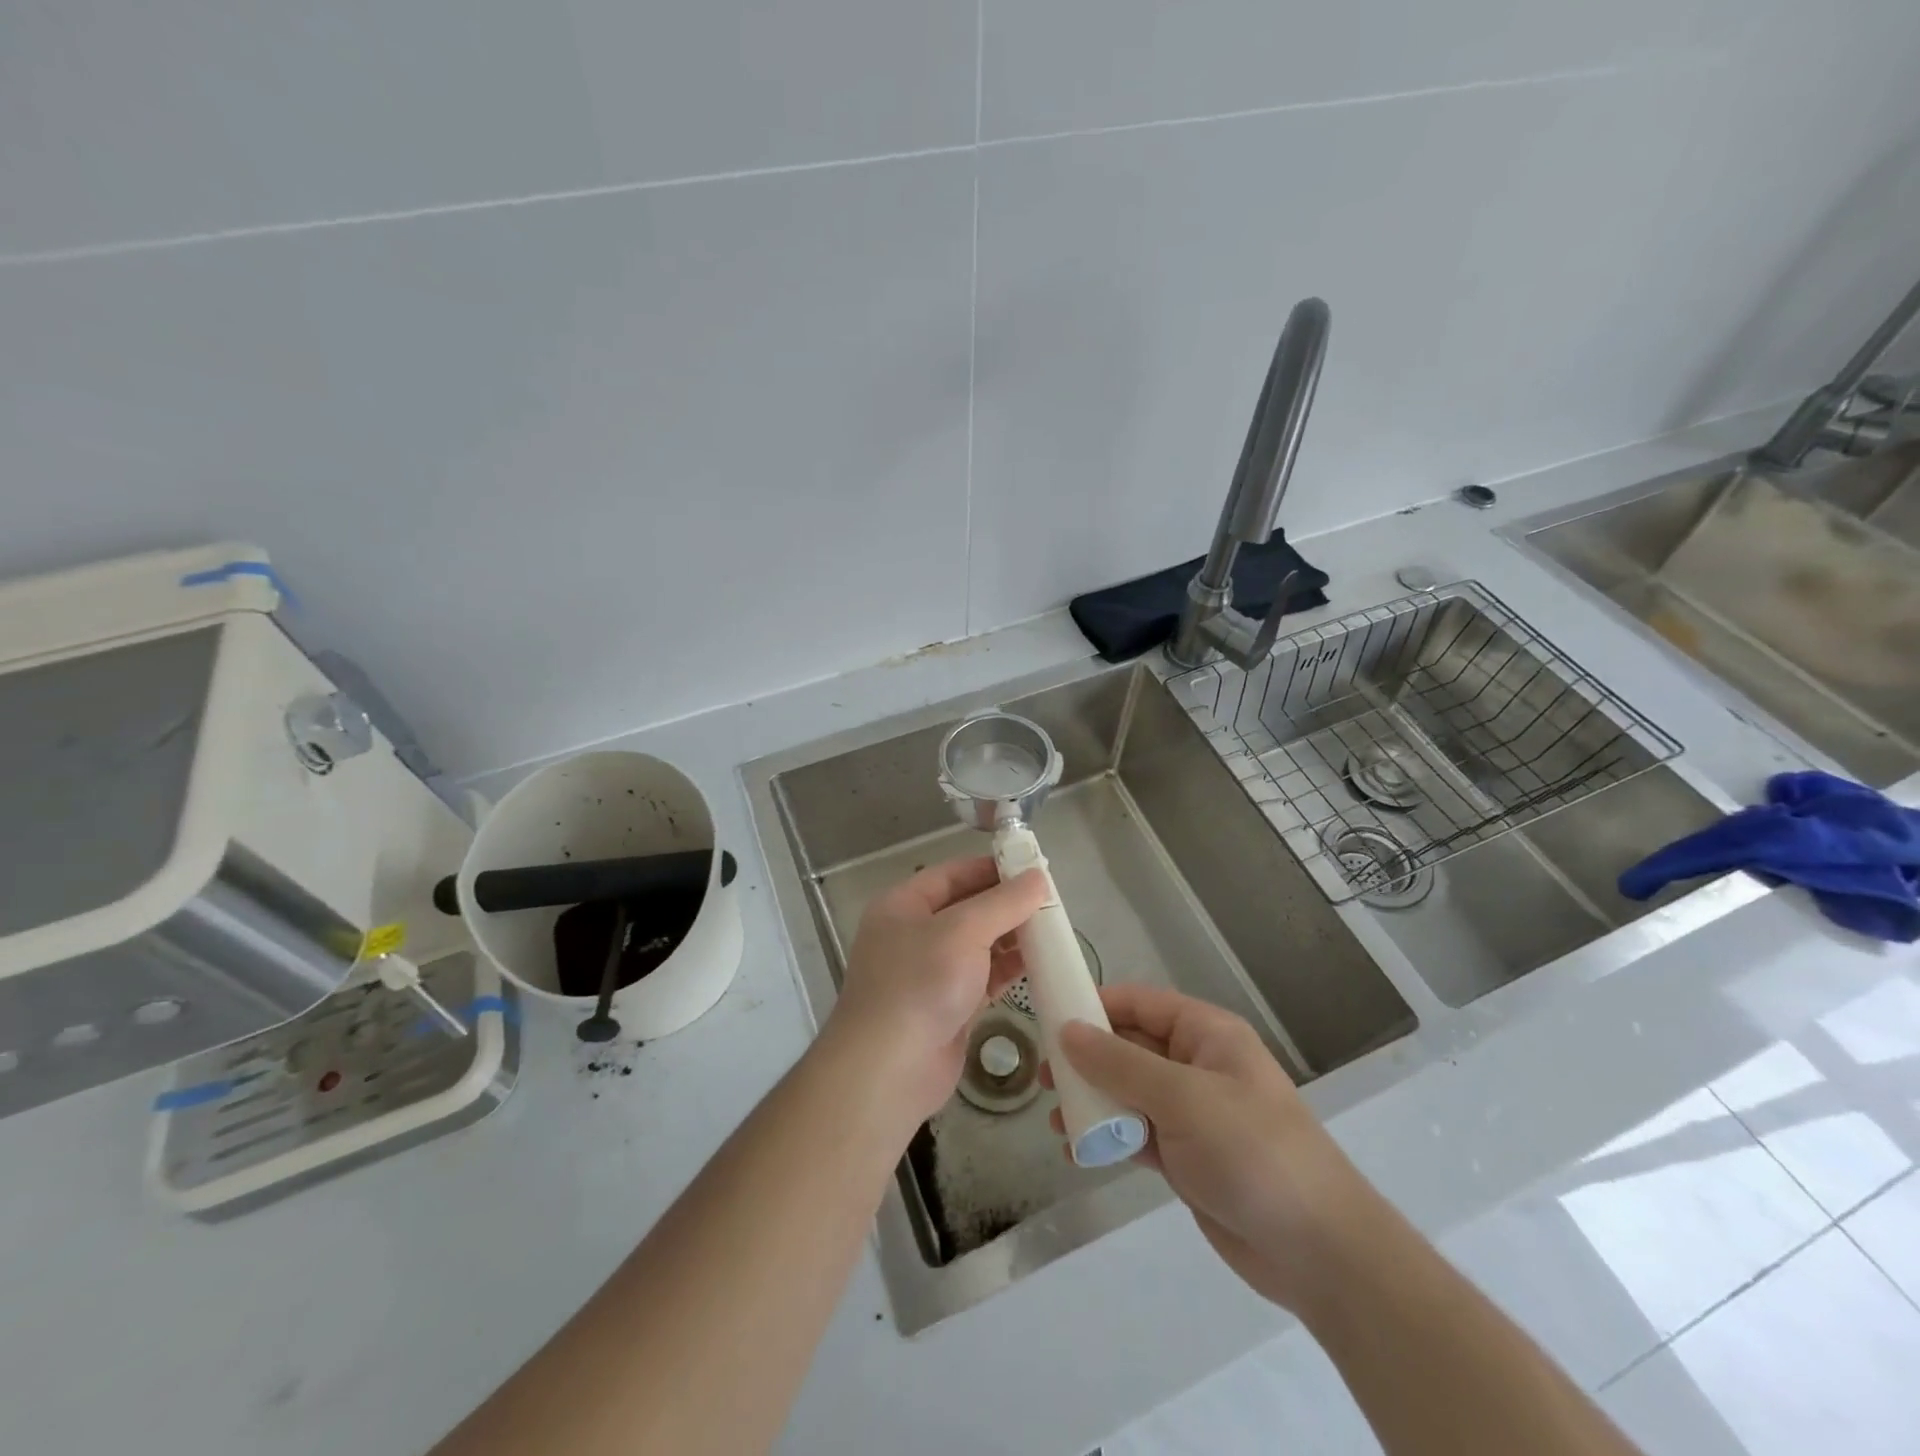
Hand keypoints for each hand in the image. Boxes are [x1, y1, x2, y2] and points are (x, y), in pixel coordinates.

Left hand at [831, 857, 1048, 1123]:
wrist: (889, 1069)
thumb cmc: (920, 983)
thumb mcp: (963, 931)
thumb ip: (1003, 902)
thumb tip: (1038, 877)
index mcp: (902, 906)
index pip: (951, 875)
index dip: (990, 869)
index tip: (1032, 868)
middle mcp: (913, 935)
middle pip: (966, 909)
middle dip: (1006, 905)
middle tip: (1051, 902)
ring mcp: (930, 973)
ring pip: (978, 945)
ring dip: (1012, 937)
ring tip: (1053, 930)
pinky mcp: (948, 1007)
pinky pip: (983, 978)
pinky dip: (1009, 969)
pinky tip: (1040, 964)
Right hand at [1044, 983, 1371, 1312]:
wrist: (1318, 1251)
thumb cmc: (1252, 1150)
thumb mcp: (1182, 1097)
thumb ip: (1120, 1063)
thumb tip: (1067, 1031)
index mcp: (1206, 1034)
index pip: (1141, 1003)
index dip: (1096, 1004)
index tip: (1049, 1015)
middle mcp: (1196, 1065)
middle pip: (1130, 1046)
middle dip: (1087, 1058)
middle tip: (1044, 1075)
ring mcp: (1191, 1113)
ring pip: (1128, 1092)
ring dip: (1092, 1100)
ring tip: (1055, 1117)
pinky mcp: (1186, 1157)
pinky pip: (1135, 1133)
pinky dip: (1108, 1137)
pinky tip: (1076, 1150)